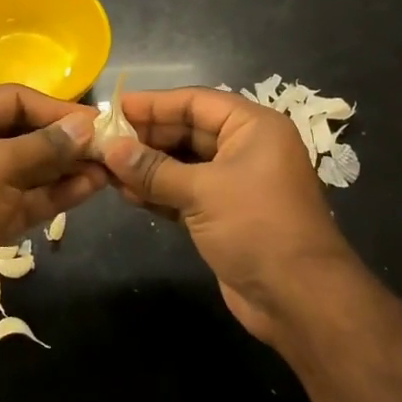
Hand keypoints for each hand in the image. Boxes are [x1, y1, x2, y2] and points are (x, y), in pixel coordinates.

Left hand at [0, 87, 106, 329]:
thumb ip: (44, 146)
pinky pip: (29, 198)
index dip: (55, 108)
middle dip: (66, 140)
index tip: (96, 121)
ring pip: (31, 169)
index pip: (15, 99)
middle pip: (26, 133)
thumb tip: (86, 126)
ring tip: (109, 169)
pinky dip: (57, 193)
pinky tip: (90, 188)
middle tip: (110, 147)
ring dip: (67, 168)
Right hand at [100, 87, 354, 342]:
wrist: (299, 298)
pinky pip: (185, 192)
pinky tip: (125, 193)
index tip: (113, 107)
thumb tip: (110, 149)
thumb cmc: (257, 227)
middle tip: (102, 140)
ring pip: (184, 163)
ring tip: (106, 166)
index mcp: (253, 127)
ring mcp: (236, 183)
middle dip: (146, 137)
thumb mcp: (203, 192)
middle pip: (188, 130)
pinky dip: (158, 192)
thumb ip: (154, 170)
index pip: (195, 102)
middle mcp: (246, 147)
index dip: (154, 103)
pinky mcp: (224, 214)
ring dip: (147, 166)